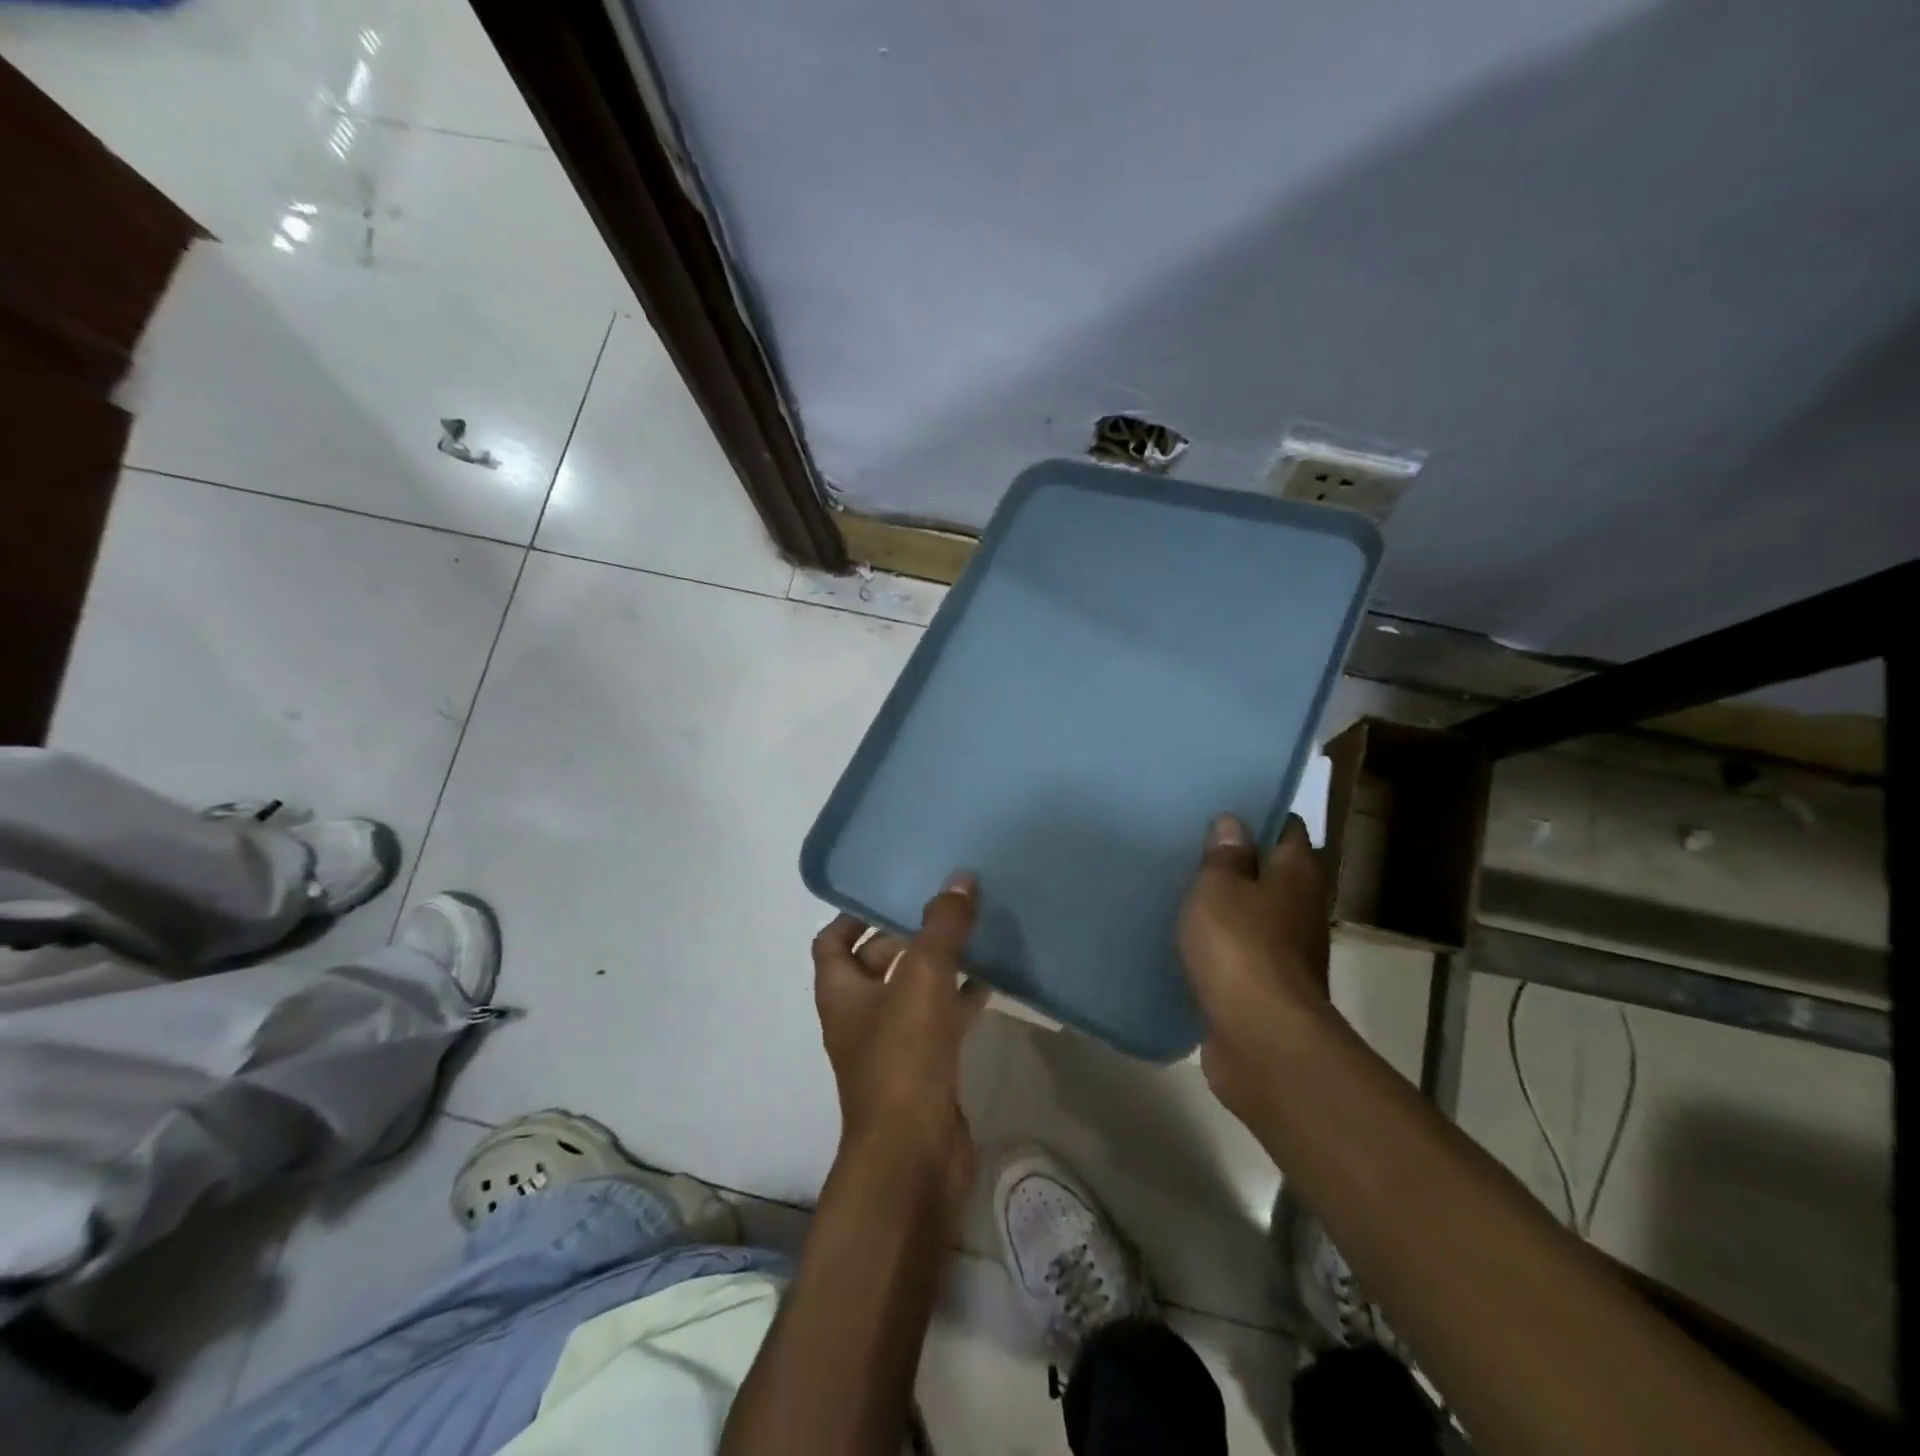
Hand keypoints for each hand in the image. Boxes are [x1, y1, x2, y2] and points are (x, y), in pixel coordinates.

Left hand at [812, 874, 988, 1214]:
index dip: (854, 915)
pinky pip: (940, 1021)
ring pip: (912, 992)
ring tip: (972, 933)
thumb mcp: (923, 978)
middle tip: (942, 907)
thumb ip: (942, 927)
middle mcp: (859, 1016)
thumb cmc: (904, 1057)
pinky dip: (960, 999)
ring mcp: (892, 1046)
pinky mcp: (924, 1069)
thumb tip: (960, 879)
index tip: (889, 892)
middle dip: (906, 935)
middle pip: (876, 963)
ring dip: (937, 965)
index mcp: (841, 992)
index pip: (832, 941)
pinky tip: (991, 980)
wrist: (914, 1155)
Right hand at [1178, 813, 1333, 1115]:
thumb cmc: (1240, 947)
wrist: (1260, 1038)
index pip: (1286, 828)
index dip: (1258, 815)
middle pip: (1272, 872)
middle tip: (1191, 843)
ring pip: (1254, 912)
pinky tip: (1187, 937)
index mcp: (1296, 873)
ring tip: (1182, 885)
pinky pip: (1240, 951)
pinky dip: (1220, 943)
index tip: (1221, 807)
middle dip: (1238, 859)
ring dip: (1227, 903)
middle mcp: (1300, 907)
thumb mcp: (1219, 887)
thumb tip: (1233, 822)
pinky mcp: (1265, 986)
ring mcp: (1287, 950)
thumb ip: (1224, 855)